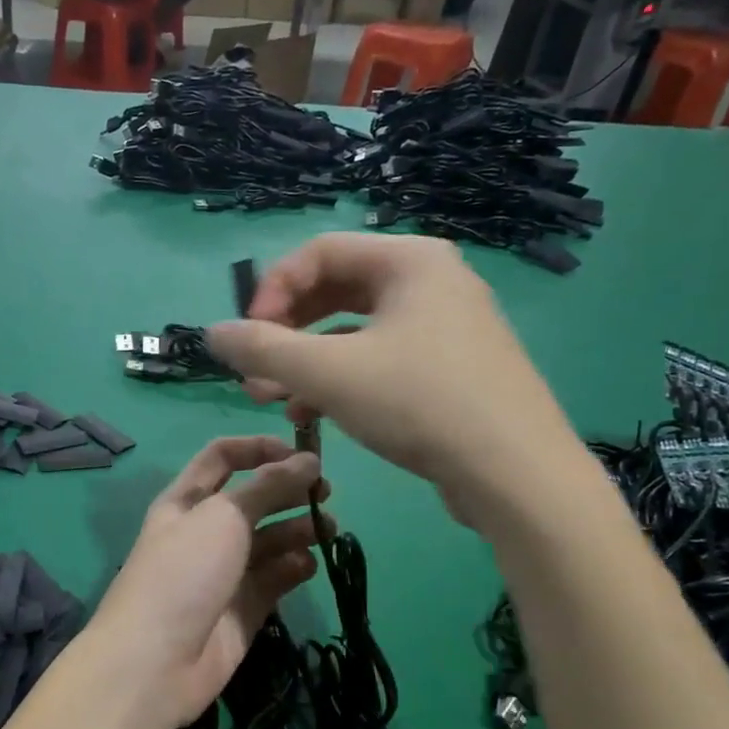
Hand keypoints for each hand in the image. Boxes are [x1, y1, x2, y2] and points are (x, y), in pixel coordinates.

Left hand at [90, 437, 327, 728]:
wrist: (155, 661)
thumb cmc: (183, 572)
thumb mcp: (223, 516)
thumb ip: (269, 485)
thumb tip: (308, 460)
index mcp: (186, 500)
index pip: (222, 458)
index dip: (259, 448)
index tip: (302, 452)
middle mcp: (204, 531)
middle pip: (252, 499)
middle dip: (288, 490)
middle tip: (326, 492)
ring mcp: (224, 572)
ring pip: (268, 540)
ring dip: (298, 528)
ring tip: (328, 528)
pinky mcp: (243, 609)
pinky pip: (275, 578)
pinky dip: (294, 568)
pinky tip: (308, 565)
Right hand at [204, 233, 594, 537]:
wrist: (516, 473)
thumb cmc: (419, 403)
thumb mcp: (328, 373)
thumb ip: (262, 348)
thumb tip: (213, 333)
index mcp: (409, 260)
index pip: (318, 254)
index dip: (270, 292)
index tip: (247, 339)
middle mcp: (431, 281)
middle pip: (335, 291)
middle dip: (285, 333)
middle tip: (255, 373)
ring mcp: (446, 326)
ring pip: (355, 331)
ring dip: (306, 362)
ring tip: (274, 400)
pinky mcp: (451, 368)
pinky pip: (380, 359)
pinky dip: (341, 380)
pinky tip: (313, 417)